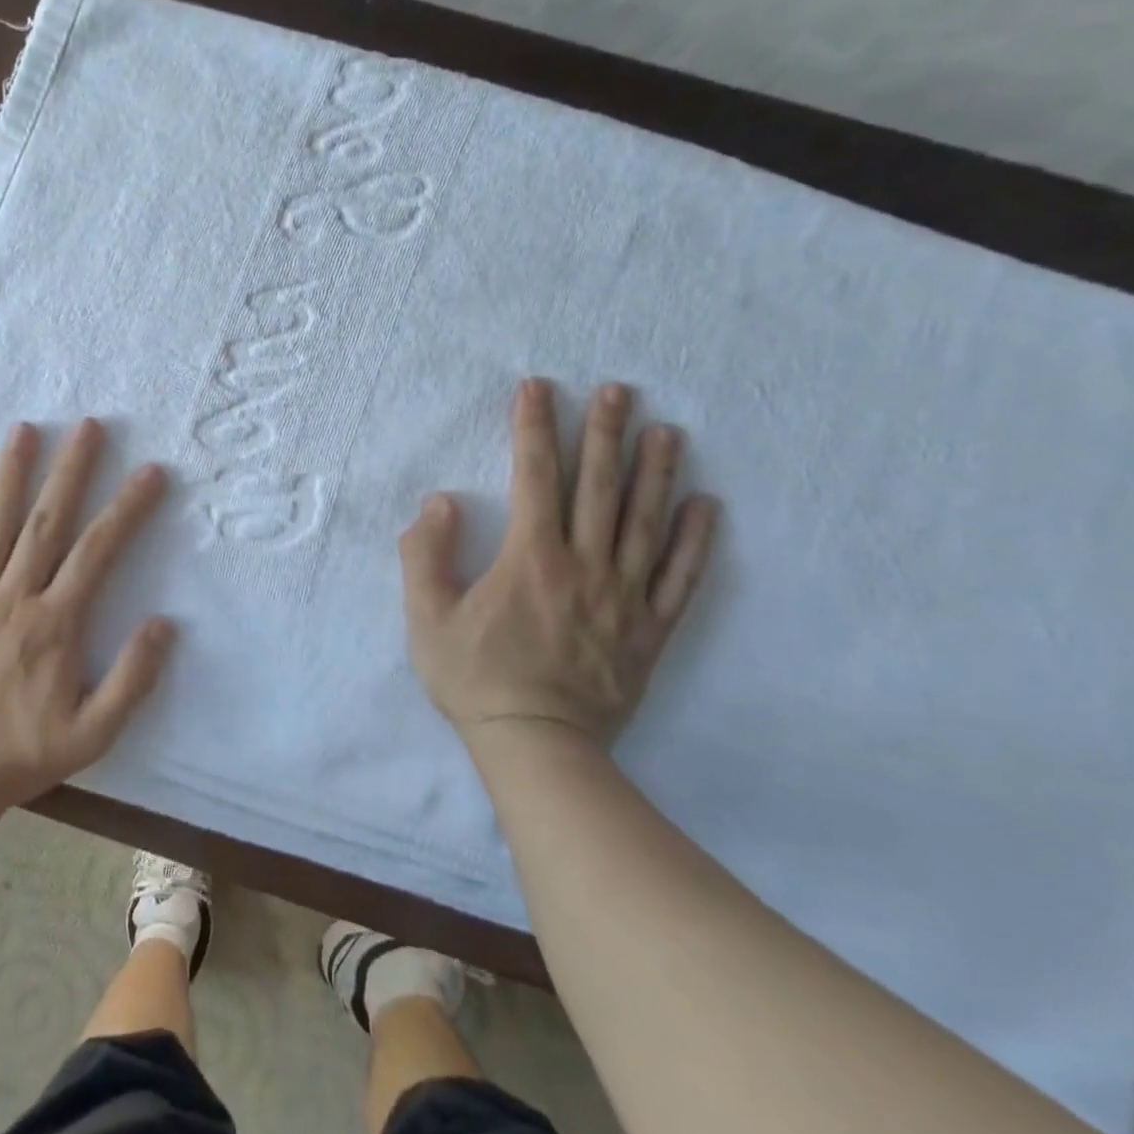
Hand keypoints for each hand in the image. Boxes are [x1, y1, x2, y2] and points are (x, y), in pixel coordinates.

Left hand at [0, 419, 175, 811]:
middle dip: (70, 469)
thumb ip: (132, 679)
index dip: (127, 507)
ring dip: (12, 473)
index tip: (150, 471)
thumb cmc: (19, 755)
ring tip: (25, 429)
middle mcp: (12, 598)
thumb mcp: (93, 734)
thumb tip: (164, 623)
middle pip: (46, 521)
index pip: (98, 551)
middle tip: (87, 425)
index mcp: (54, 624)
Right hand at [399, 379, 717, 759]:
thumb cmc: (475, 678)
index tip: (538, 388)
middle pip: (598, 487)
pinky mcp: (649, 630)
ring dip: (657, 472)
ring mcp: (624, 597)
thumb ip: (425, 555)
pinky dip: (697, 540)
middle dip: (605, 432)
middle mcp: (585, 566)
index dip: (534, 428)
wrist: (538, 745)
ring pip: (645, 522)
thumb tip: (441, 502)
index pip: (534, 477)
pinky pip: (680, 578)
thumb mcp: (427, 618)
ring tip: (667, 430)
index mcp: (531, 559)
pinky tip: (707, 505)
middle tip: (619, 389)